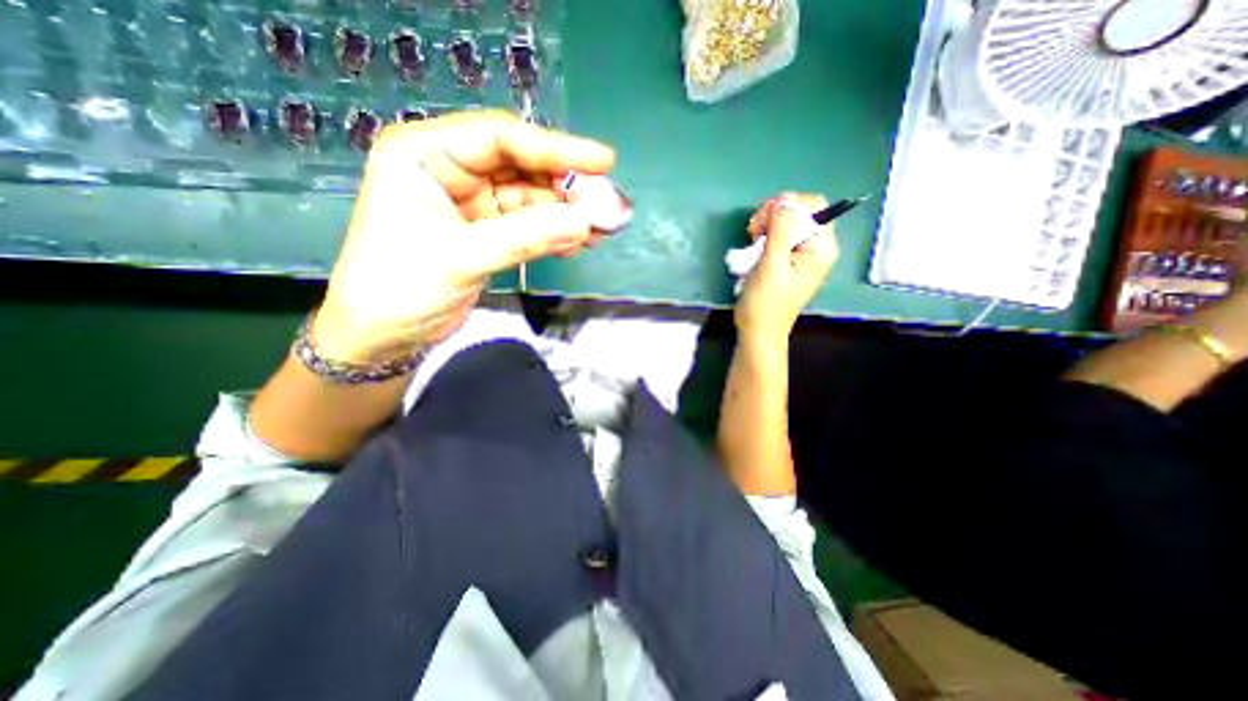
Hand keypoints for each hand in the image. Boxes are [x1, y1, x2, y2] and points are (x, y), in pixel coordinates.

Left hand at [313, 112, 613, 362]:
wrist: (384, 337)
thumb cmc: (401, 288)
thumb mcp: (462, 257)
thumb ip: (526, 237)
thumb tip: (585, 222)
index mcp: (425, 154)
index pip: (501, 138)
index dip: (555, 148)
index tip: (603, 162)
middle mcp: (451, 171)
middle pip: (522, 167)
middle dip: (567, 186)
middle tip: (608, 204)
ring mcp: (472, 204)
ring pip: (532, 199)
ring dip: (567, 214)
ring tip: (603, 228)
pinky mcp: (487, 232)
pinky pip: (530, 225)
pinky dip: (556, 233)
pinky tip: (580, 241)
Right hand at [732, 192, 843, 344]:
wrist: (758, 331)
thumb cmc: (765, 302)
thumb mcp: (772, 265)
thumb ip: (781, 230)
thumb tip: (784, 201)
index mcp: (821, 248)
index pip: (812, 206)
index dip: (786, 206)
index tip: (762, 222)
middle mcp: (816, 247)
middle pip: (800, 211)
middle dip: (774, 215)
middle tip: (754, 232)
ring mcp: (802, 254)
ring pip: (787, 223)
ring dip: (766, 227)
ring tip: (752, 241)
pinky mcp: (788, 260)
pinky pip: (779, 236)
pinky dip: (765, 238)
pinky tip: (755, 249)